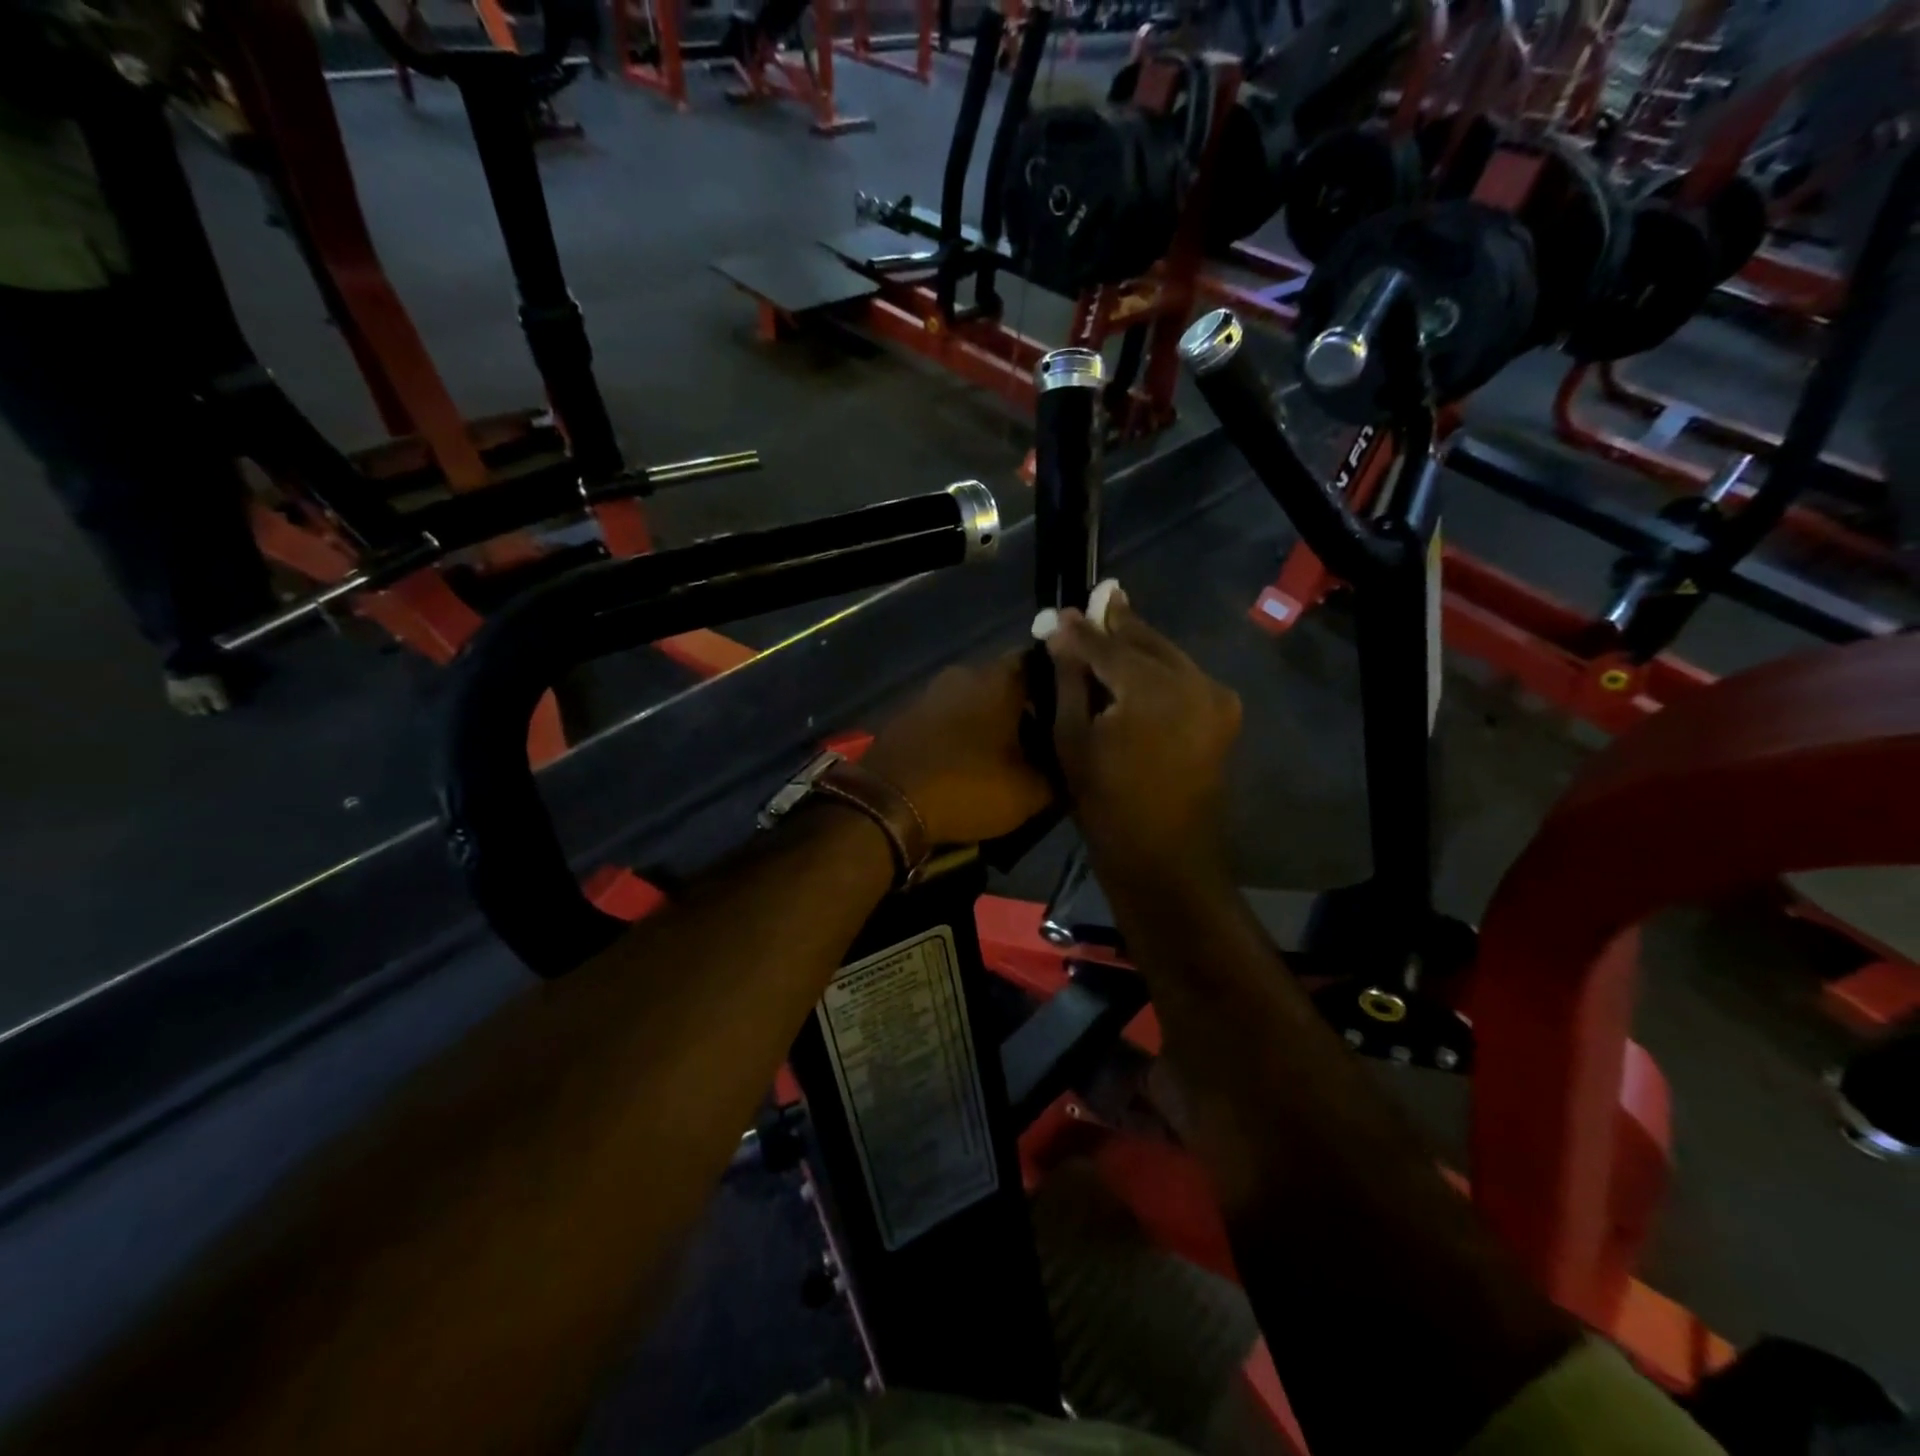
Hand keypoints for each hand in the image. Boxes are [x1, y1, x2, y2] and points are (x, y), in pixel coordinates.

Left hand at [863, 654, 1053, 845]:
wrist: (887, 804)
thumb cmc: (967, 786)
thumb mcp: (1030, 792)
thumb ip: (1059, 773)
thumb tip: (1071, 765)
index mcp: (999, 678)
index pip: (1043, 664)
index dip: (1061, 687)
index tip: (1072, 713)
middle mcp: (964, 673)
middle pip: (1007, 684)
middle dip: (1025, 710)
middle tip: (1043, 743)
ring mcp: (930, 693)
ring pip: (974, 701)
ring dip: (990, 723)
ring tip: (1006, 758)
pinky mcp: (907, 716)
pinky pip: (947, 718)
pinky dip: (961, 735)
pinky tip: (968, 763)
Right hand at [1045, 596, 1241, 877]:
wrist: (1165, 858)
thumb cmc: (1106, 805)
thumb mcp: (1072, 740)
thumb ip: (1069, 679)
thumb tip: (1061, 633)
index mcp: (1153, 690)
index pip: (1108, 646)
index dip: (1081, 630)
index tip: (1060, 611)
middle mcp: (1194, 681)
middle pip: (1146, 642)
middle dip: (1117, 624)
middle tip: (1096, 599)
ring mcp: (1216, 697)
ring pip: (1168, 655)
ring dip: (1138, 643)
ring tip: (1111, 622)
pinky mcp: (1224, 713)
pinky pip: (1184, 676)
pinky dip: (1158, 667)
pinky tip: (1136, 660)